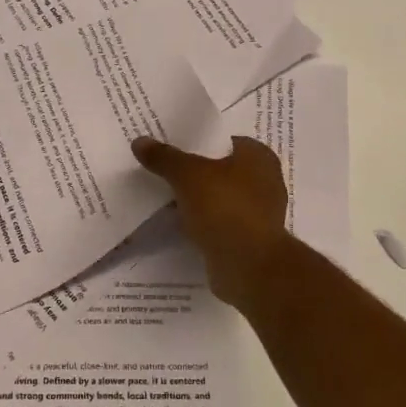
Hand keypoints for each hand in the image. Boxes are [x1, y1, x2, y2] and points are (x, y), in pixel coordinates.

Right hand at [131, 135, 291, 309]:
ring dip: (198, 198)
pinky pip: (220, 221)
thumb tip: (140, 141)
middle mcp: (265, 181)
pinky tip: (179, 222)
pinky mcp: (249, 239)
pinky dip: (203, 221)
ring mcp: (259, 213)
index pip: (224, 139)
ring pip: (220, 197)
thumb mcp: (187, 174)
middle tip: (162, 168)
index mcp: (259, 157)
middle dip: (194, 171)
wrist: (248, 266)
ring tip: (165, 195)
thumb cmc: (224, 207)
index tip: (170, 145)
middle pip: (221, 169)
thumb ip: (164, 157)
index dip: (197, 141)